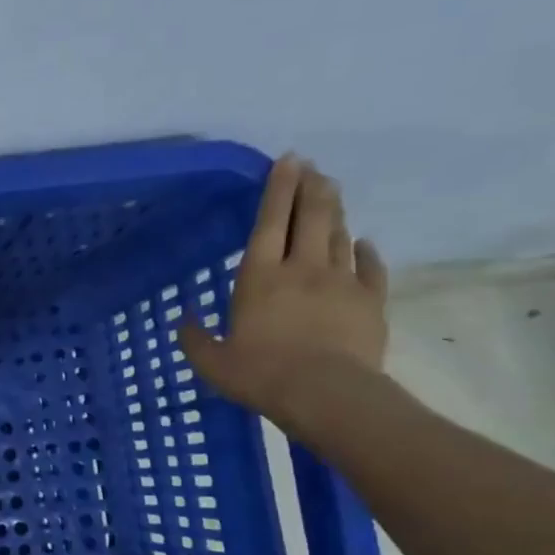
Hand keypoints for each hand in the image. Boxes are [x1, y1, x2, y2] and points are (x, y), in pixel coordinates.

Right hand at [179, 155, 388, 430]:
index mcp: (259, 277)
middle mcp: (302, 268)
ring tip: (331, 194)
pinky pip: (370, 268)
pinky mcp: (371, 301)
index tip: (288, 160)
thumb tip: (183, 322)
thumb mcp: (212, 362)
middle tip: (313, 167)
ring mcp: (341, 282)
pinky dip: (365, 251)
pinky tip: (364, 243)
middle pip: (311, 217)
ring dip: (335, 212)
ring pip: (340, 236)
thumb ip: (195, 339)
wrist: (326, 394)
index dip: (278, 188)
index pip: (269, 222)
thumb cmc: (260, 374)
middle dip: (312, 187)